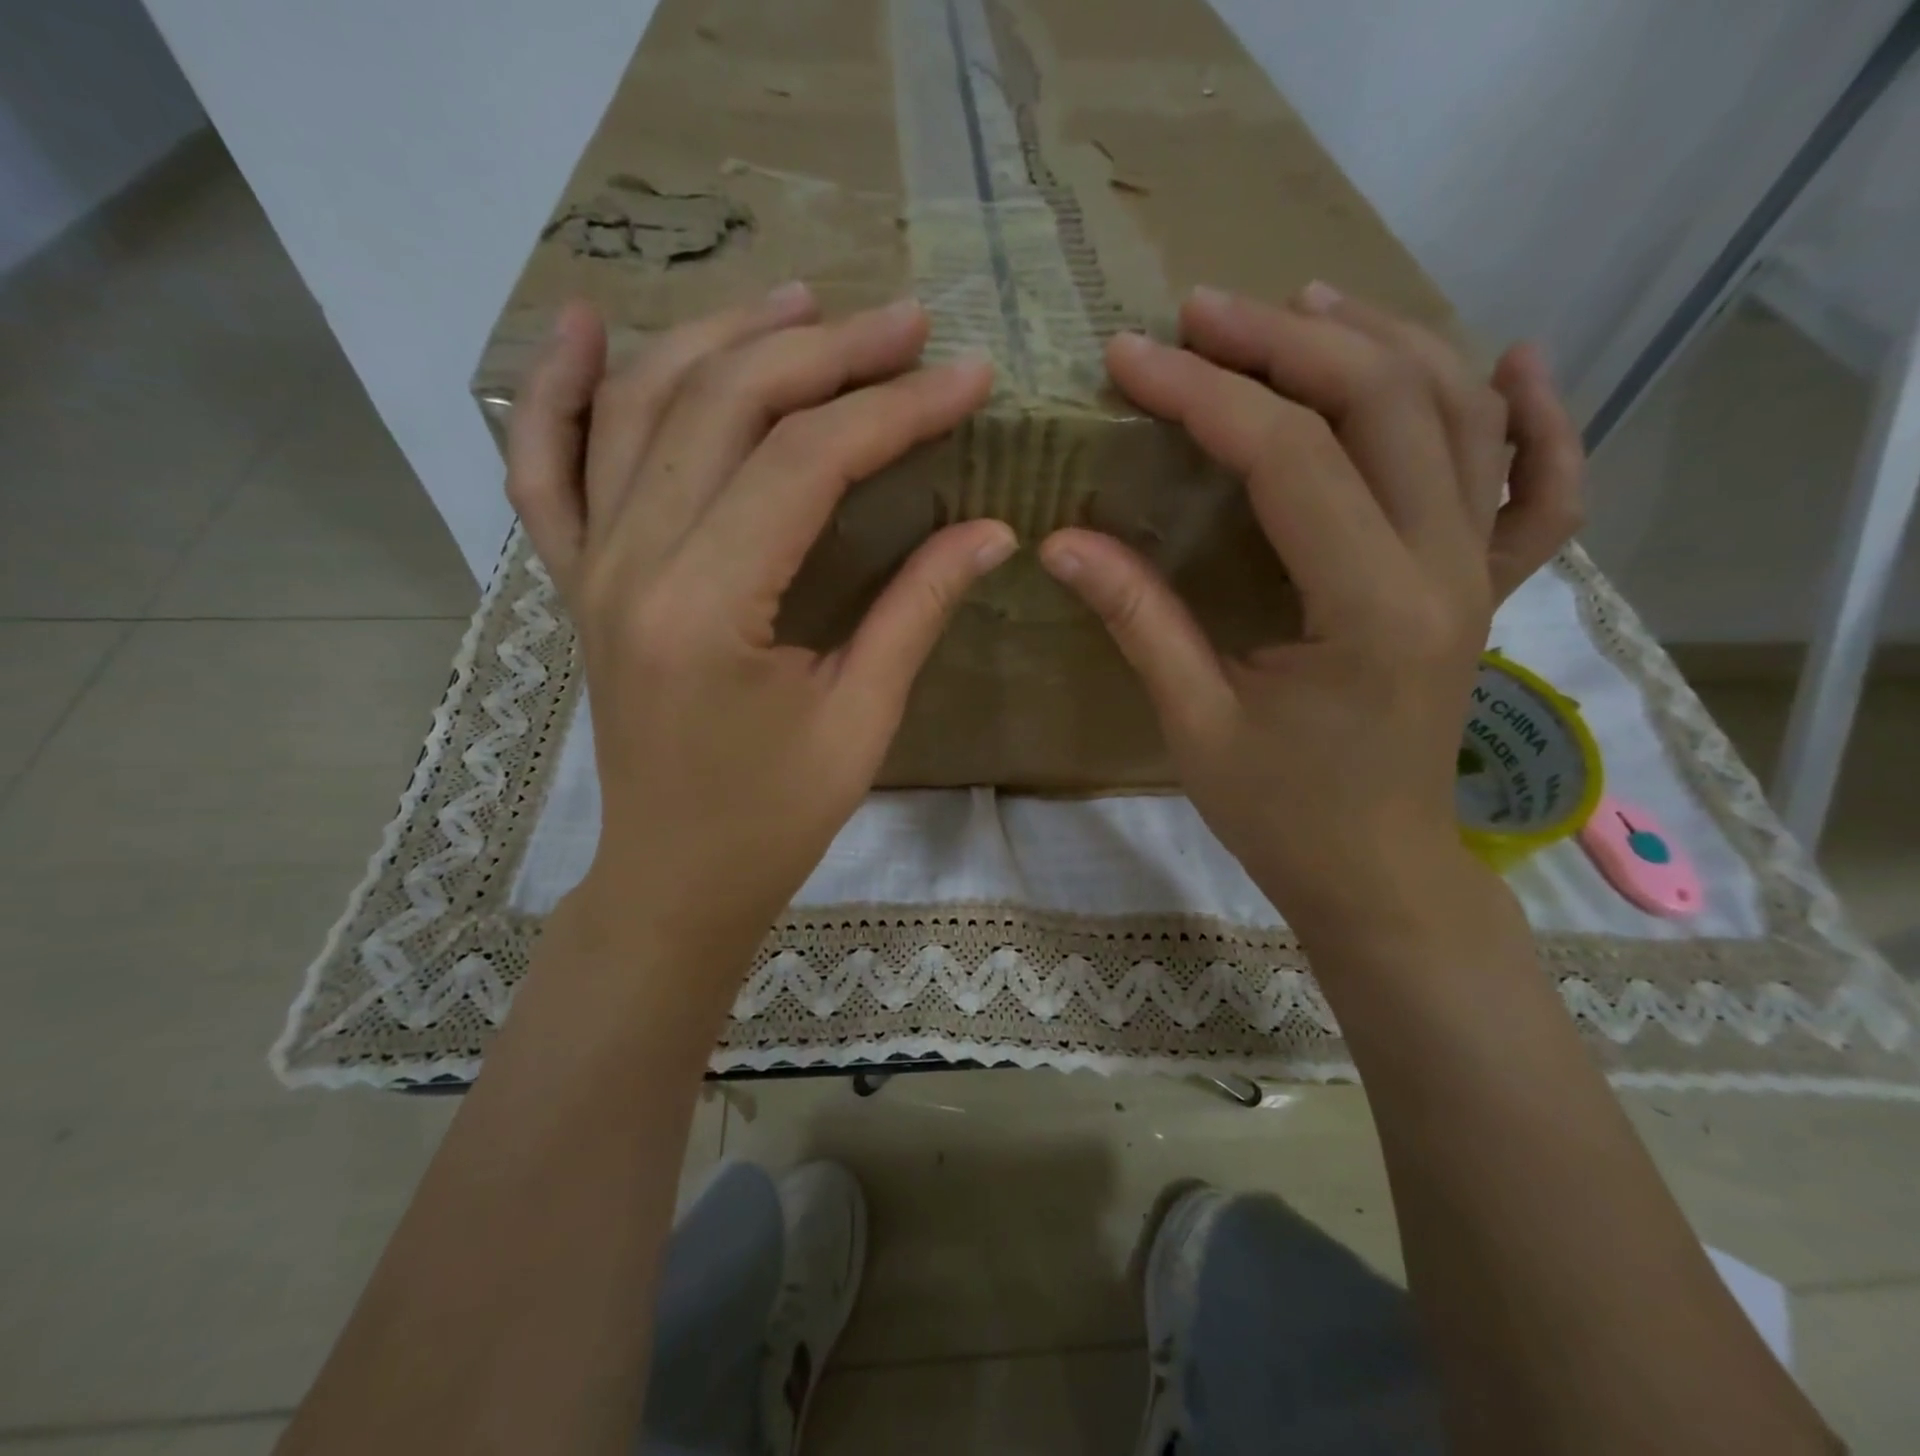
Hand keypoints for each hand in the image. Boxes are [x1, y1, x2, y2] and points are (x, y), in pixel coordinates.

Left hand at [506, 287, 1013, 959]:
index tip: (967, 377)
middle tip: (906, 324)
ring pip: (642, 407)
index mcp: (707, 607)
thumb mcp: (861, 720)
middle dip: (826, 352)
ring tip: (802, 300)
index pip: (807, 461)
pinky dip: (554, 391)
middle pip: (725, 406)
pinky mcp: (579, 580)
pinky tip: (581, 326)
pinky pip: (544, 468)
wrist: (672, 877)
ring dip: (723, 337)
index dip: (895, 408)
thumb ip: (917, 609)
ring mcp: (592, 564)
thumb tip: (990, 530)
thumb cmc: (772, 819)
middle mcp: (632, 563)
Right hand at [1040, 284, 1583, 932]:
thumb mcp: (1195, 724)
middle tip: (1200, 314)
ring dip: (1380, 341)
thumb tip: (1060, 541)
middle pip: (1384, 402)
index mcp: (1369, 608)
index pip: (1290, 459)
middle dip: (1284, 340)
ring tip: (1300, 305)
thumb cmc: (1283, 816)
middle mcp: (1445, 568)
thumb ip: (1138, 619)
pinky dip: (1537, 416)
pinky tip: (1509, 361)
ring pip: (1458, 414)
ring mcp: (1481, 572)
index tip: (1131, 358)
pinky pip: (1539, 486)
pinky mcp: (1487, 588)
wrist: (1380, 875)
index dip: (1204, 394)